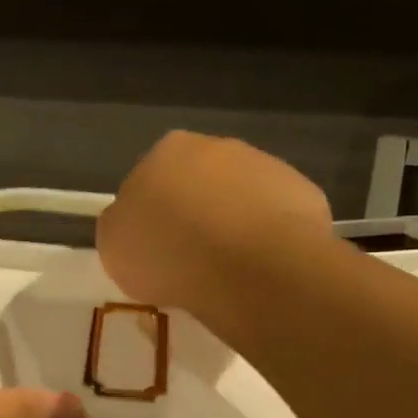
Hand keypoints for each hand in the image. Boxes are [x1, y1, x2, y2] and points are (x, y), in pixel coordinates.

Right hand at [98, 132, 331, 317]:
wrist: (248, 267)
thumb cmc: (168, 253)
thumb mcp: (114, 245)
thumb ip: (123, 224)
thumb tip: (134, 221)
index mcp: (167, 151)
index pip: (152, 178)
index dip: (152, 215)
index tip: (154, 248)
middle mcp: (218, 147)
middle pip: (199, 182)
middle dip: (196, 213)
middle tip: (190, 259)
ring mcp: (266, 166)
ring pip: (241, 197)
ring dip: (234, 224)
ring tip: (228, 270)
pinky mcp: (304, 193)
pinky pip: (276, 219)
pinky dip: (267, 239)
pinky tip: (260, 269)